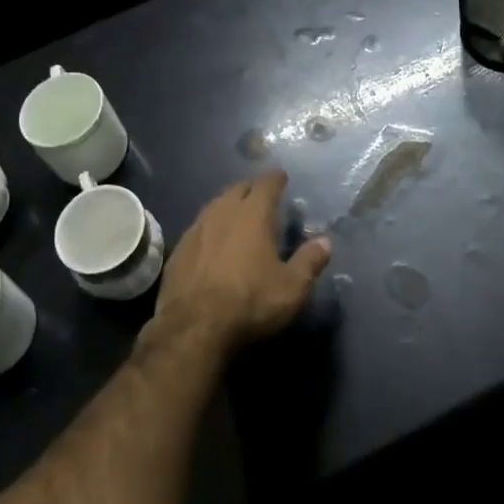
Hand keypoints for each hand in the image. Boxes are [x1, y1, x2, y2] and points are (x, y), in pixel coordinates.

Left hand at [152, 170, 329, 356]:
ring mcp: (196, 229)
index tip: (282, 176)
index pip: (266, 185)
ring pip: (215, 205)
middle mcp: (222, 213)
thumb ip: (309, 261)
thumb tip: (325, 241)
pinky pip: (198, 227)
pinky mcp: (179, 249)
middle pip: (237, 189)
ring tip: (237, 213)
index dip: (275, 179)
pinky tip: (212, 240)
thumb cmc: (250, 303)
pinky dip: (210, 227)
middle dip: (251, 188)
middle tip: (261, 195)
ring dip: (228, 204)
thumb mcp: (291, 288)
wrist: (193, 327)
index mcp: (252, 215)